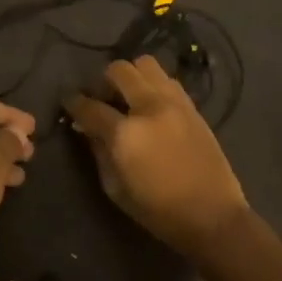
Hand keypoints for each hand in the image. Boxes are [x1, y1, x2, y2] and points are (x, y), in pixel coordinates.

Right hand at [63, 56, 249, 260]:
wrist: (212, 216)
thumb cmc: (157, 210)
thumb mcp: (115, 188)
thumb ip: (97, 151)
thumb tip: (86, 128)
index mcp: (126, 133)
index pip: (90, 106)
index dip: (73, 103)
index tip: (69, 103)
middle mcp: (149, 108)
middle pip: (119, 71)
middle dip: (102, 81)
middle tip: (102, 99)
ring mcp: (174, 103)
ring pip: (146, 64)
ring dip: (131, 76)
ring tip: (128, 96)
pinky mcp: (193, 107)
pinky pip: (167, 80)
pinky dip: (153, 84)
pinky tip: (151, 105)